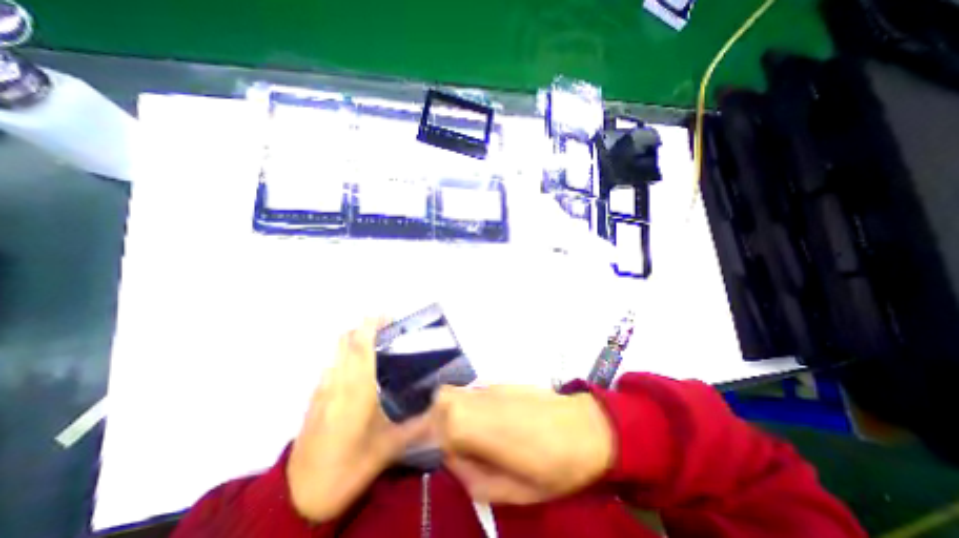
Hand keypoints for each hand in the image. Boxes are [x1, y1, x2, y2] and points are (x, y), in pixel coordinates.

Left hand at [285, 318, 428, 520]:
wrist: (302, 496)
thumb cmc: (351, 466)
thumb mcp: (391, 447)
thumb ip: (419, 424)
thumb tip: (441, 407)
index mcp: (357, 389)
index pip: (361, 347)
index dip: (370, 325)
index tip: (384, 313)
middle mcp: (337, 383)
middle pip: (345, 342)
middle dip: (363, 327)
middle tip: (386, 325)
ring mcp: (322, 390)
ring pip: (335, 352)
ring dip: (352, 339)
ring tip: (374, 341)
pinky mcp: (314, 399)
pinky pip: (331, 365)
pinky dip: (344, 355)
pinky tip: (357, 366)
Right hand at [431, 382, 609, 504]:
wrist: (586, 427)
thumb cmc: (553, 466)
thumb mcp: (513, 491)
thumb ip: (473, 478)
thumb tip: (455, 460)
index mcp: (477, 426)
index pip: (434, 427)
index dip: (427, 440)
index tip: (433, 453)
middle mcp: (478, 399)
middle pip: (440, 402)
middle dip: (435, 423)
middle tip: (451, 447)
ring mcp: (490, 387)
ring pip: (455, 393)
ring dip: (451, 413)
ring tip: (469, 436)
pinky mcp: (501, 383)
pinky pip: (473, 392)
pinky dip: (469, 406)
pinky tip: (487, 422)